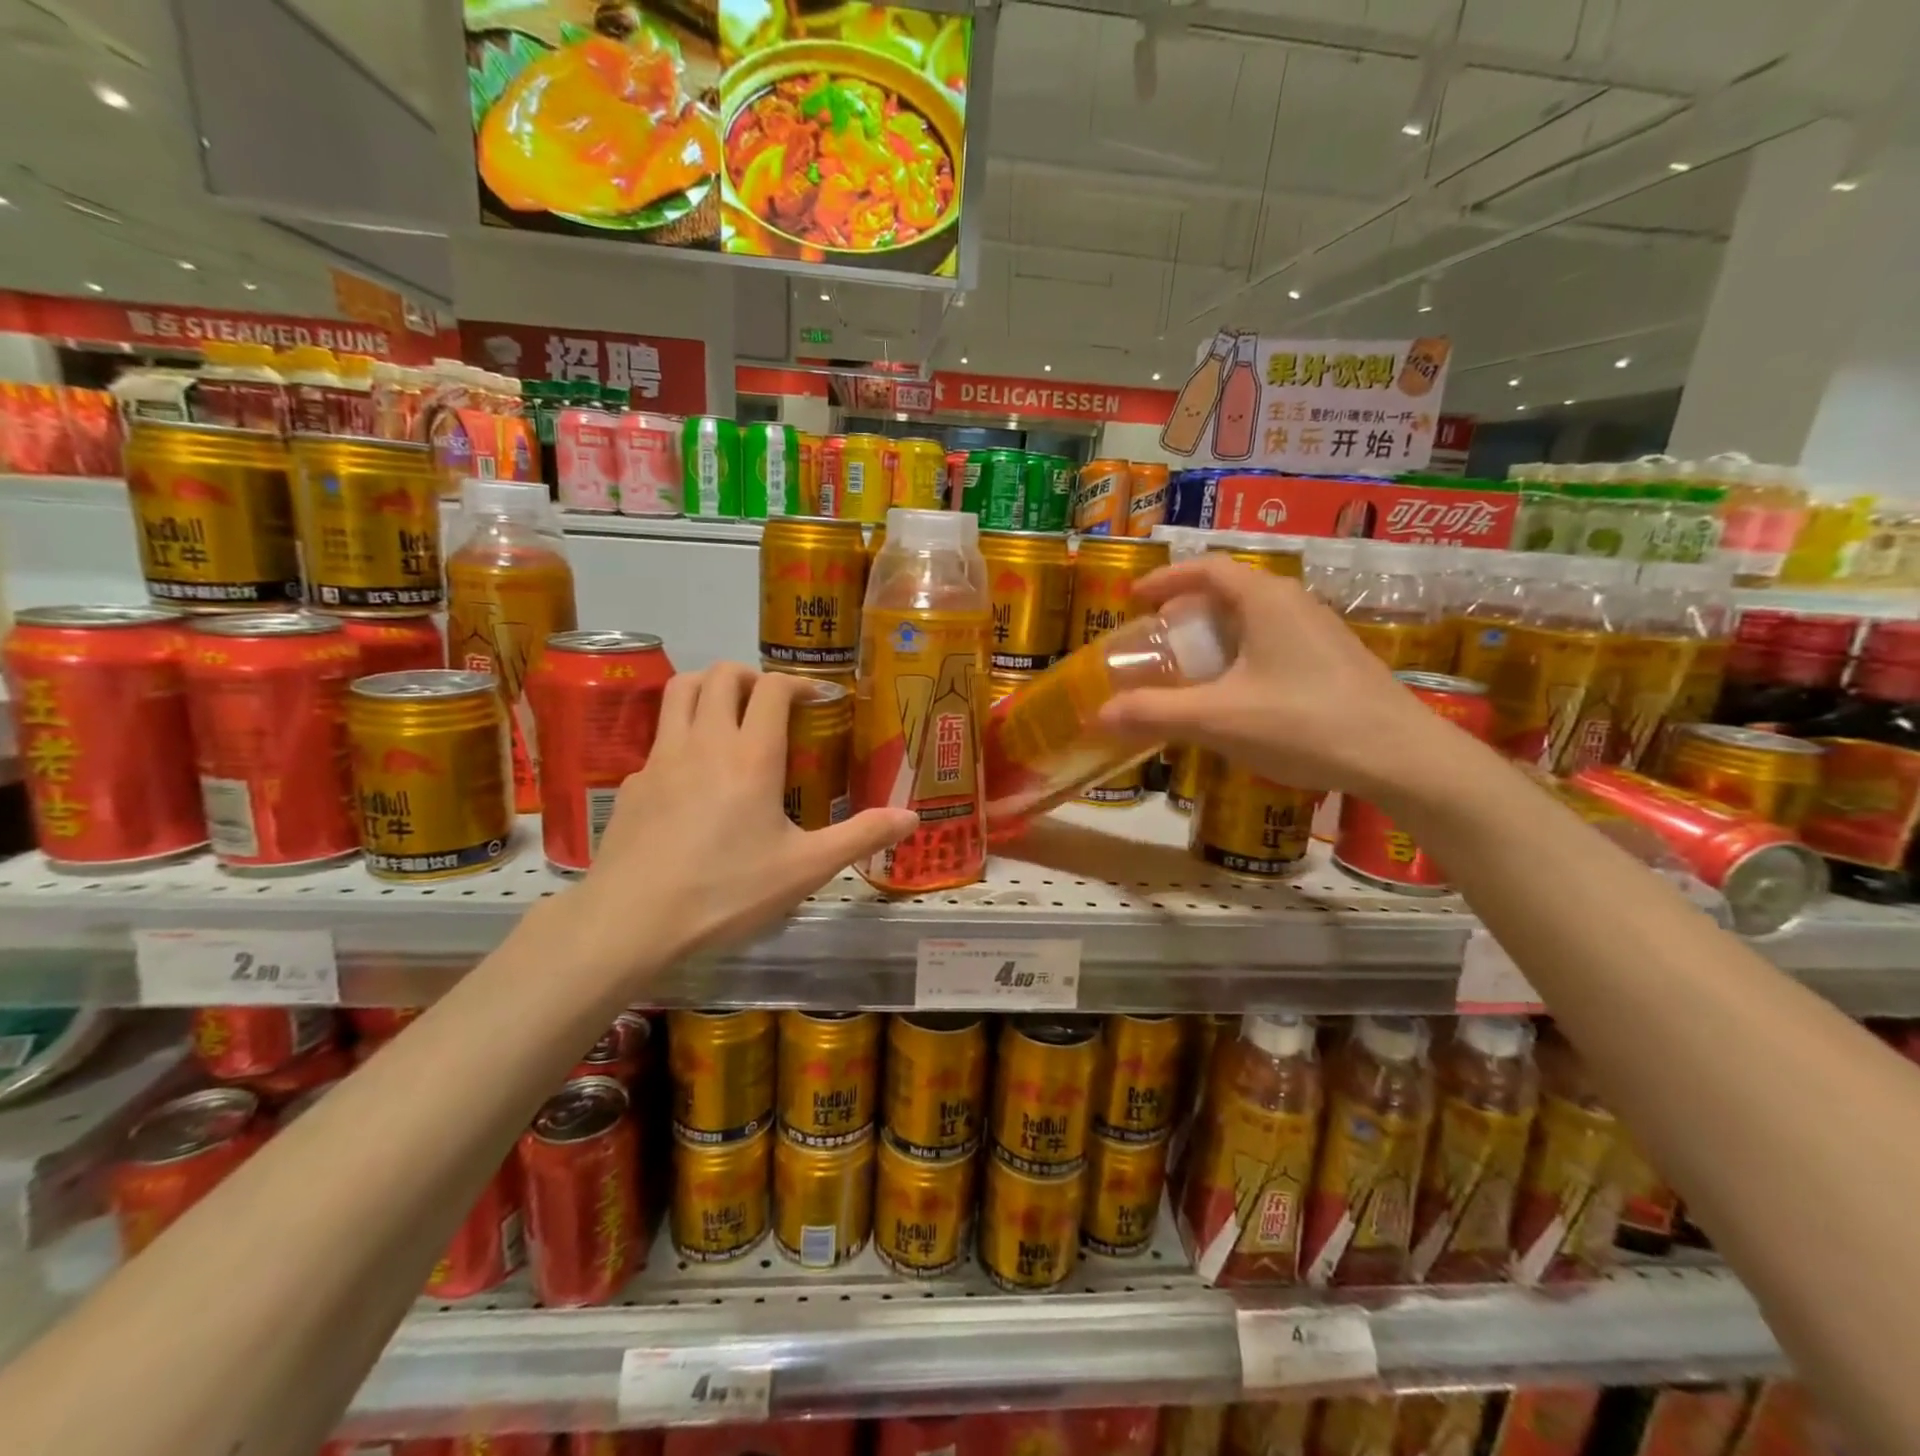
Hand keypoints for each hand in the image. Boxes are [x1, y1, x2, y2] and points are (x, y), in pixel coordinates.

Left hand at [570, 665, 914, 975]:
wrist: (630, 921)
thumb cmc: (726, 891)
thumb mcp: (805, 869)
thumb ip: (860, 837)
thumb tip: (912, 817)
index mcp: (751, 756)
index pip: (772, 688)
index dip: (798, 682)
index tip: (817, 698)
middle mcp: (704, 742)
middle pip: (721, 674)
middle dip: (751, 676)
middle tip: (772, 703)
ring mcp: (661, 758)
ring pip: (680, 690)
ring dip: (709, 688)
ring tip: (730, 716)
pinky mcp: (634, 782)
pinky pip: (660, 736)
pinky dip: (682, 734)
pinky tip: (694, 777)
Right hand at [1098, 556, 1467, 804]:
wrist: (1401, 758)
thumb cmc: (1303, 724)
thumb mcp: (1218, 719)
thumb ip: (1155, 713)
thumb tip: (1100, 713)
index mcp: (1265, 600)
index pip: (1207, 569)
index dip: (1166, 578)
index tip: (1135, 596)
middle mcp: (1295, 604)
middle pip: (1230, 592)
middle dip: (1187, 612)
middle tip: (1158, 640)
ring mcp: (1321, 632)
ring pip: (1255, 620)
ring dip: (1216, 637)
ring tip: (1191, 670)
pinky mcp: (1336, 661)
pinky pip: (1275, 644)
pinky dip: (1242, 657)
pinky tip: (1237, 697)